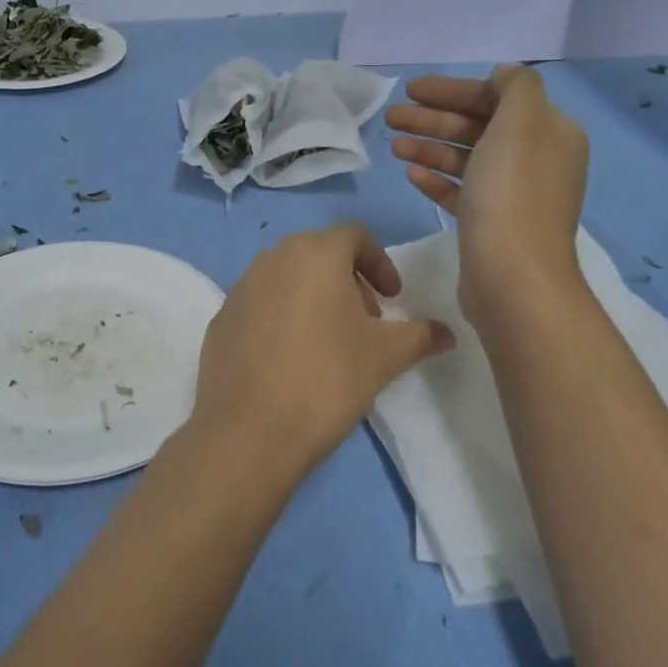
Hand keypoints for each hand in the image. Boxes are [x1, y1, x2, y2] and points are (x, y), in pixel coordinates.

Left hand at [189, 224, 451, 483]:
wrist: (250, 430)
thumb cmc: (328, 379)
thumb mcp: (386, 356)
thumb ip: (421, 335)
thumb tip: (447, 333)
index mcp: (315, 253)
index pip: (355, 236)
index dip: (380, 262)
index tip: (393, 298)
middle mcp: (272, 258)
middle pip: (319, 254)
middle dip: (348, 280)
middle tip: (365, 321)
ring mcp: (240, 288)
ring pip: (287, 277)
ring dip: (313, 296)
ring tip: (328, 341)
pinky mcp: (220, 319)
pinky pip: (260, 305)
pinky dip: (281, 317)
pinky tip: (290, 359)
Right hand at [386, 65, 590, 323]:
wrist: (513, 277)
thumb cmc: (512, 194)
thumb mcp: (520, 123)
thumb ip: (515, 87)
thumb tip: (504, 74)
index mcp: (549, 132)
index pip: (497, 97)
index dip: (453, 90)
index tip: (412, 90)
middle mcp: (535, 160)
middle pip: (478, 127)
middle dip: (434, 119)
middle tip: (392, 118)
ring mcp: (513, 195)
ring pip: (466, 160)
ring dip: (429, 147)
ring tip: (394, 146)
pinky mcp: (490, 225)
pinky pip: (461, 192)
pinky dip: (437, 179)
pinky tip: (411, 174)